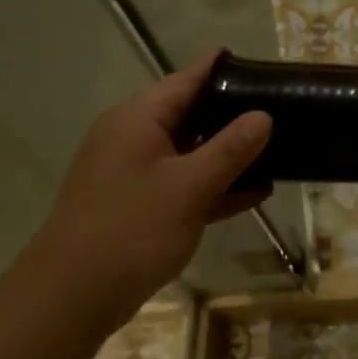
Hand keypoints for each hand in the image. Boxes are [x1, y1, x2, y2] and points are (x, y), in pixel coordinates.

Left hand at [22, 53, 271, 331]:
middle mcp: (135, 138)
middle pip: (192, 114)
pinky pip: (188, 184)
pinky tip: (258, 191)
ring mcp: (137, 173)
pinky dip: (217, 185)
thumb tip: (263, 116)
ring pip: (193, 152)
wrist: (74, 294)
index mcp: (139, 119)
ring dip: (231, 154)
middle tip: (282, 108)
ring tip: (281, 148)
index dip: (222, 69)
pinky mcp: (143, 205)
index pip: (187, 80)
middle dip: (235, 113)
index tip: (260, 63)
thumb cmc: (132, 228)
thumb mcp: (190, 185)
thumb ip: (230, 149)